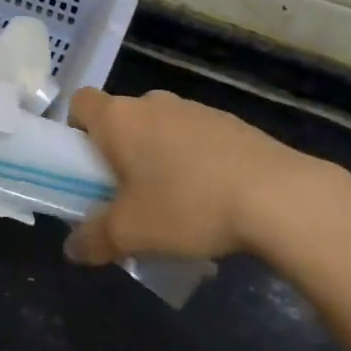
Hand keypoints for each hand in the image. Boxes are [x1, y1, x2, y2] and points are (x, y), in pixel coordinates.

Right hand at [62, 87, 350, 264]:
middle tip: (128, 195)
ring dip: (159, 156)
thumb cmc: (188, 205)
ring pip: (160, 127)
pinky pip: (195, 137)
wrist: (277, 195)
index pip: (81, 101)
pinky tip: (212, 198)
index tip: (86, 166)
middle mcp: (153, 102)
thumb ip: (95, 239)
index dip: (76, 129)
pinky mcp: (230, 122)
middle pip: (122, 118)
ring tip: (175, 203)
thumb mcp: (132, 233)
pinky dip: (194, 159)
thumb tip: (73, 249)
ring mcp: (195, 108)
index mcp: (119, 118)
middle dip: (120, 152)